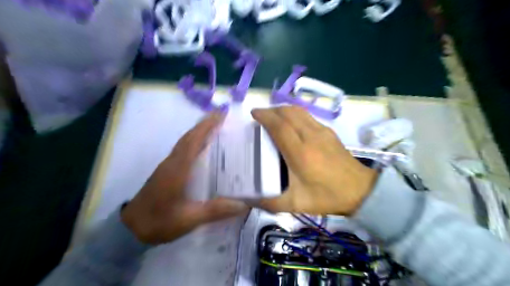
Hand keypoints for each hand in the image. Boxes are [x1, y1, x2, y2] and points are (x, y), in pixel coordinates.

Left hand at [119, 112, 246, 243]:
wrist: (130, 229)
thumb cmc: (159, 222)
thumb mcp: (189, 219)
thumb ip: (215, 211)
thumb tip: (242, 205)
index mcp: (178, 170)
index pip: (193, 142)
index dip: (206, 127)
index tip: (220, 115)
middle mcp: (172, 163)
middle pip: (188, 138)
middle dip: (204, 125)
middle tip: (221, 117)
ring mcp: (167, 166)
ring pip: (184, 142)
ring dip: (198, 131)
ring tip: (214, 127)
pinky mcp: (166, 171)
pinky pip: (182, 150)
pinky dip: (193, 142)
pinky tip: (201, 147)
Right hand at [250, 106, 377, 214]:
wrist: (360, 191)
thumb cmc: (326, 196)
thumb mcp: (295, 204)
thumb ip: (270, 203)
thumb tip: (249, 200)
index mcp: (300, 153)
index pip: (279, 126)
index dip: (265, 116)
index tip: (254, 113)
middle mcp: (310, 136)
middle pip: (288, 113)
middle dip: (271, 110)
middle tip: (260, 115)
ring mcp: (322, 131)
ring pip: (299, 111)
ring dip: (283, 110)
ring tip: (273, 116)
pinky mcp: (329, 131)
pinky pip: (308, 116)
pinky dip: (294, 113)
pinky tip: (291, 122)